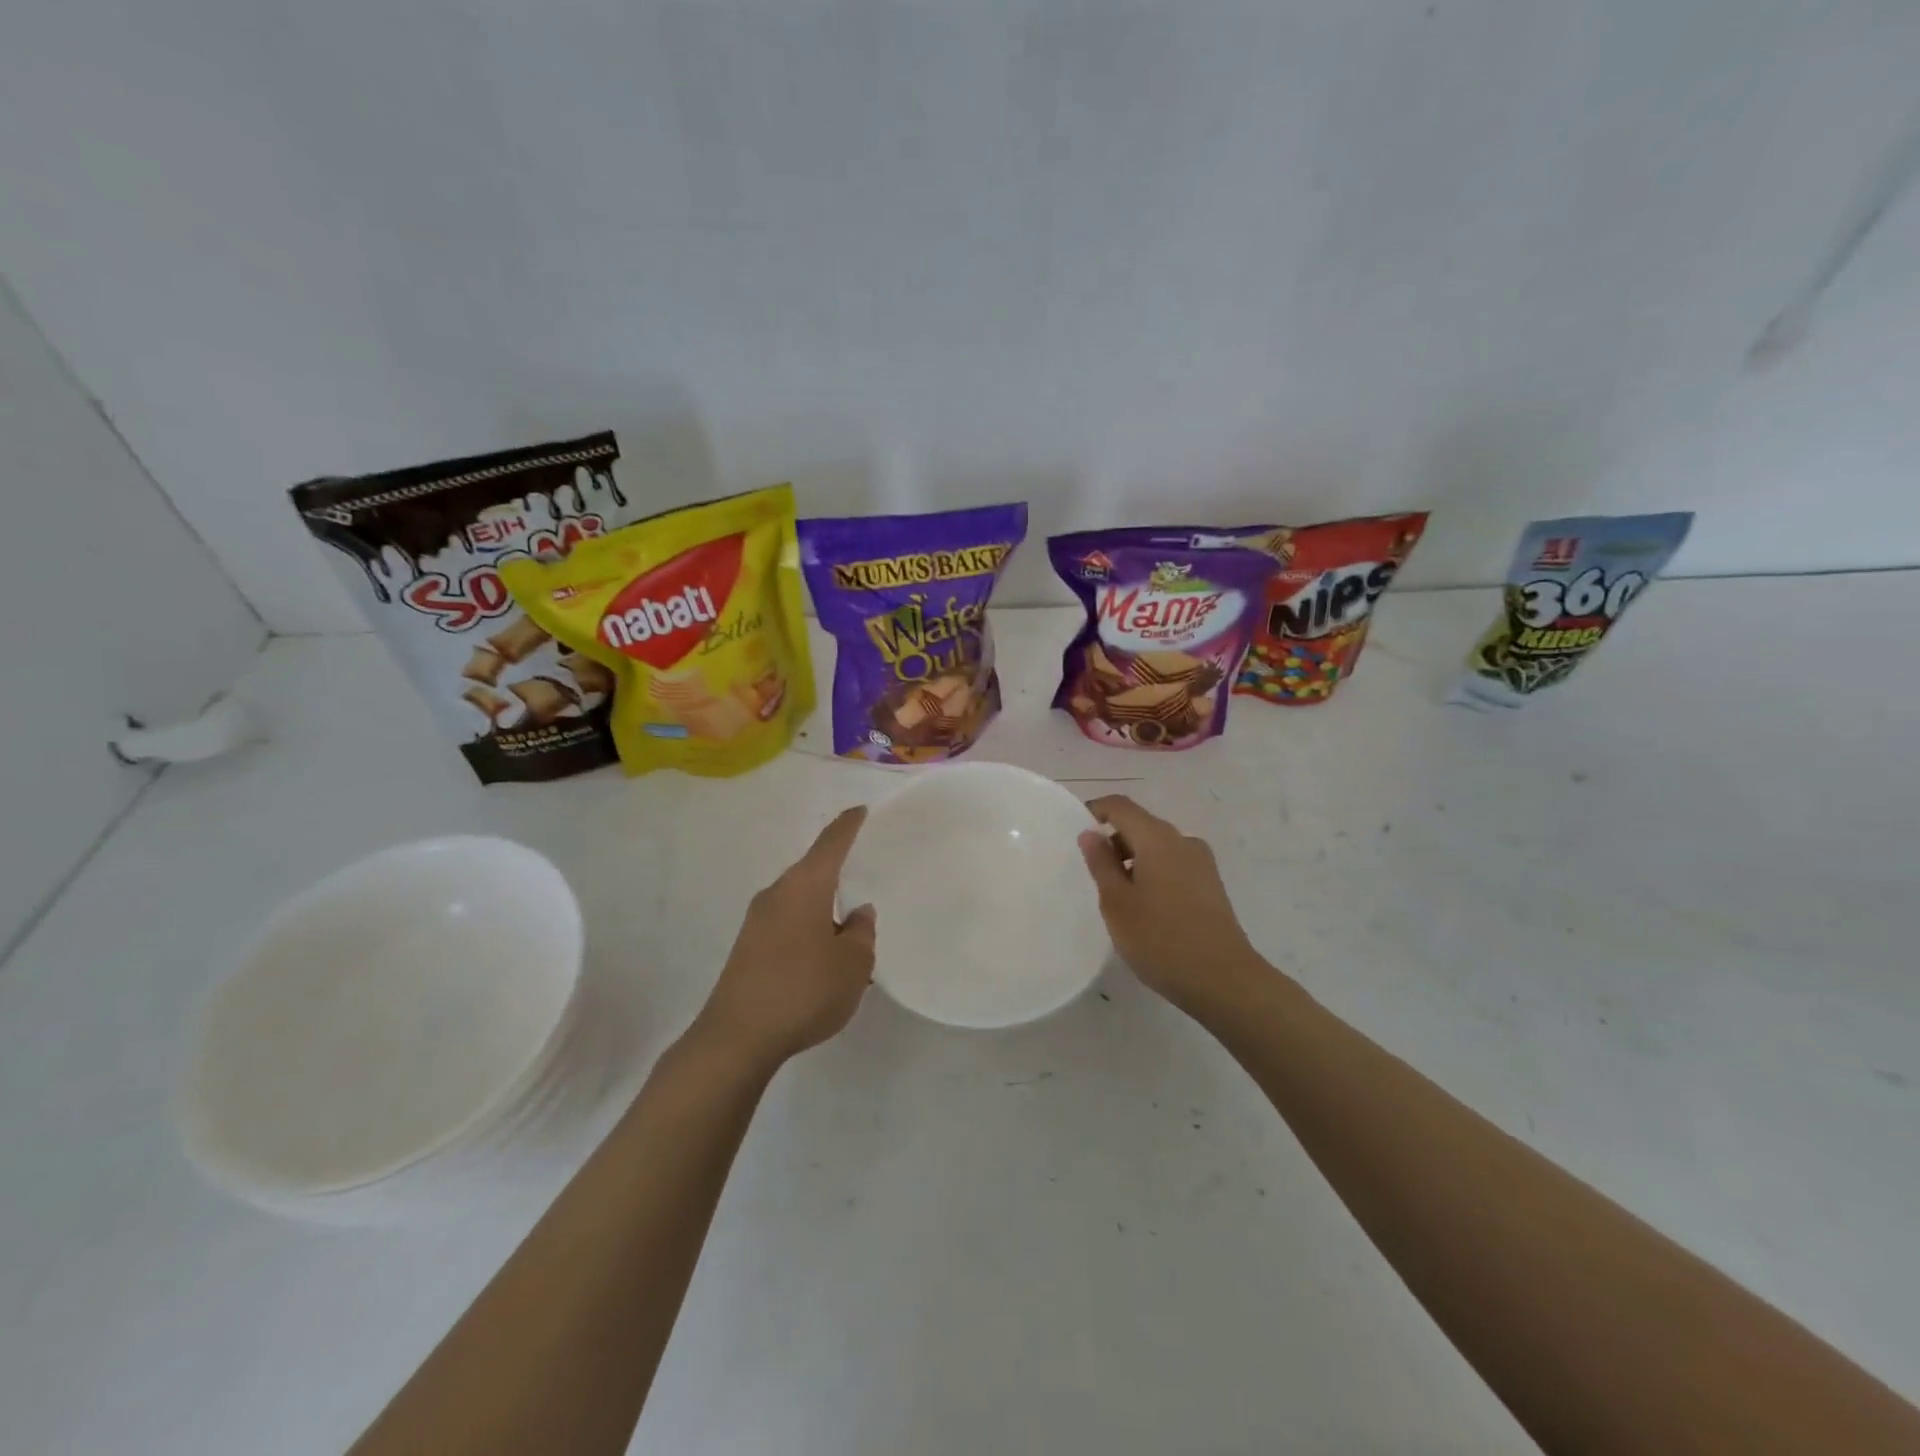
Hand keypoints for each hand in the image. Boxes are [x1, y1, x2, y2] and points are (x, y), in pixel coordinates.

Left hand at [692, 806, 876, 1072]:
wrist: (737, 1038)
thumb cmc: (804, 989)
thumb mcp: (852, 963)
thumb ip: (861, 933)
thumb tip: (857, 913)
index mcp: (805, 886)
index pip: (831, 843)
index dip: (848, 826)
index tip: (861, 811)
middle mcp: (777, 894)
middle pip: (812, 871)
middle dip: (837, 872)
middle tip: (864, 875)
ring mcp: (757, 921)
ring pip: (799, 901)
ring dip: (823, 909)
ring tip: (849, 930)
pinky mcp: (747, 948)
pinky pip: (787, 924)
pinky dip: (808, 930)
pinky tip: (822, 958)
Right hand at [1078, 795, 1264, 1014]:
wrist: (1224, 981)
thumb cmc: (1161, 939)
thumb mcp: (1117, 903)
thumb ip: (1101, 863)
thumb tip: (1091, 834)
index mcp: (1157, 838)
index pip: (1120, 806)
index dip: (1095, 811)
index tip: (1075, 833)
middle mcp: (1183, 841)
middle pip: (1140, 825)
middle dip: (1113, 841)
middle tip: (1091, 874)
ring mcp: (1201, 863)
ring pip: (1157, 847)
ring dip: (1132, 861)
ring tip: (1117, 897)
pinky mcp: (1211, 886)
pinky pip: (1173, 865)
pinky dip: (1152, 874)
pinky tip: (1145, 909)